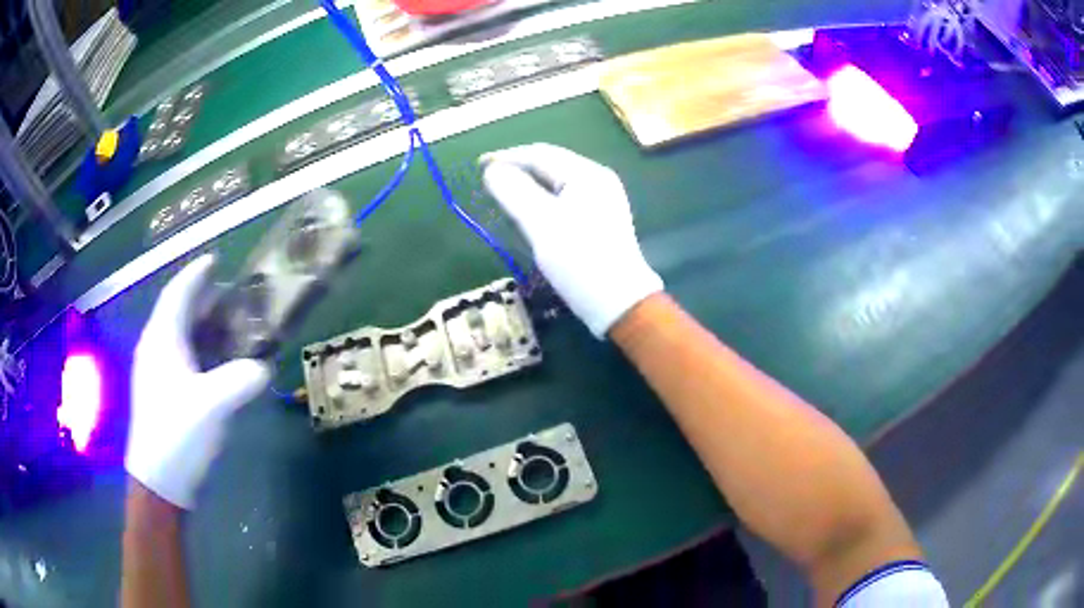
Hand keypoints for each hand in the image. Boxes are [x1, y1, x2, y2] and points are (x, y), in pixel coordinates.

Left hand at [126, 255, 269, 508]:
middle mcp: (155, 348)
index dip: (196, 274)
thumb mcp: (212, 405)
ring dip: (202, 325)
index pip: (178, 293)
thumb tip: (264, 367)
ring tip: (228, 326)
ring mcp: (156, 370)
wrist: (158, 481)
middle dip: (203, 298)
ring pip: (179, 334)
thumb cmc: (178, 435)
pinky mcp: (161, 391)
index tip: (216, 259)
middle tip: (232, 297)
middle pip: (177, 310)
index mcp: (162, 339)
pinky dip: (199, 348)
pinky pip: (180, 355)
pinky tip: (215, 363)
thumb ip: (241, 379)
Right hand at [482, 143, 662, 337]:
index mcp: (587, 173)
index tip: (478, 166)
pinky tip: (530, 214)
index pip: (540, 154)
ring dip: (528, 186)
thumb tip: (492, 170)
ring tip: (503, 196)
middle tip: (488, 183)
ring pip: (556, 183)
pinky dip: (542, 201)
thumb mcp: (541, 222)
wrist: (619, 303)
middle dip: (518, 171)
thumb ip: (513, 191)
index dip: (506, 157)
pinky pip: (564, 200)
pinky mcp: (600, 220)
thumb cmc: (579, 260)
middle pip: (550, 165)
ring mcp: (602, 200)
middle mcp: (597, 180)